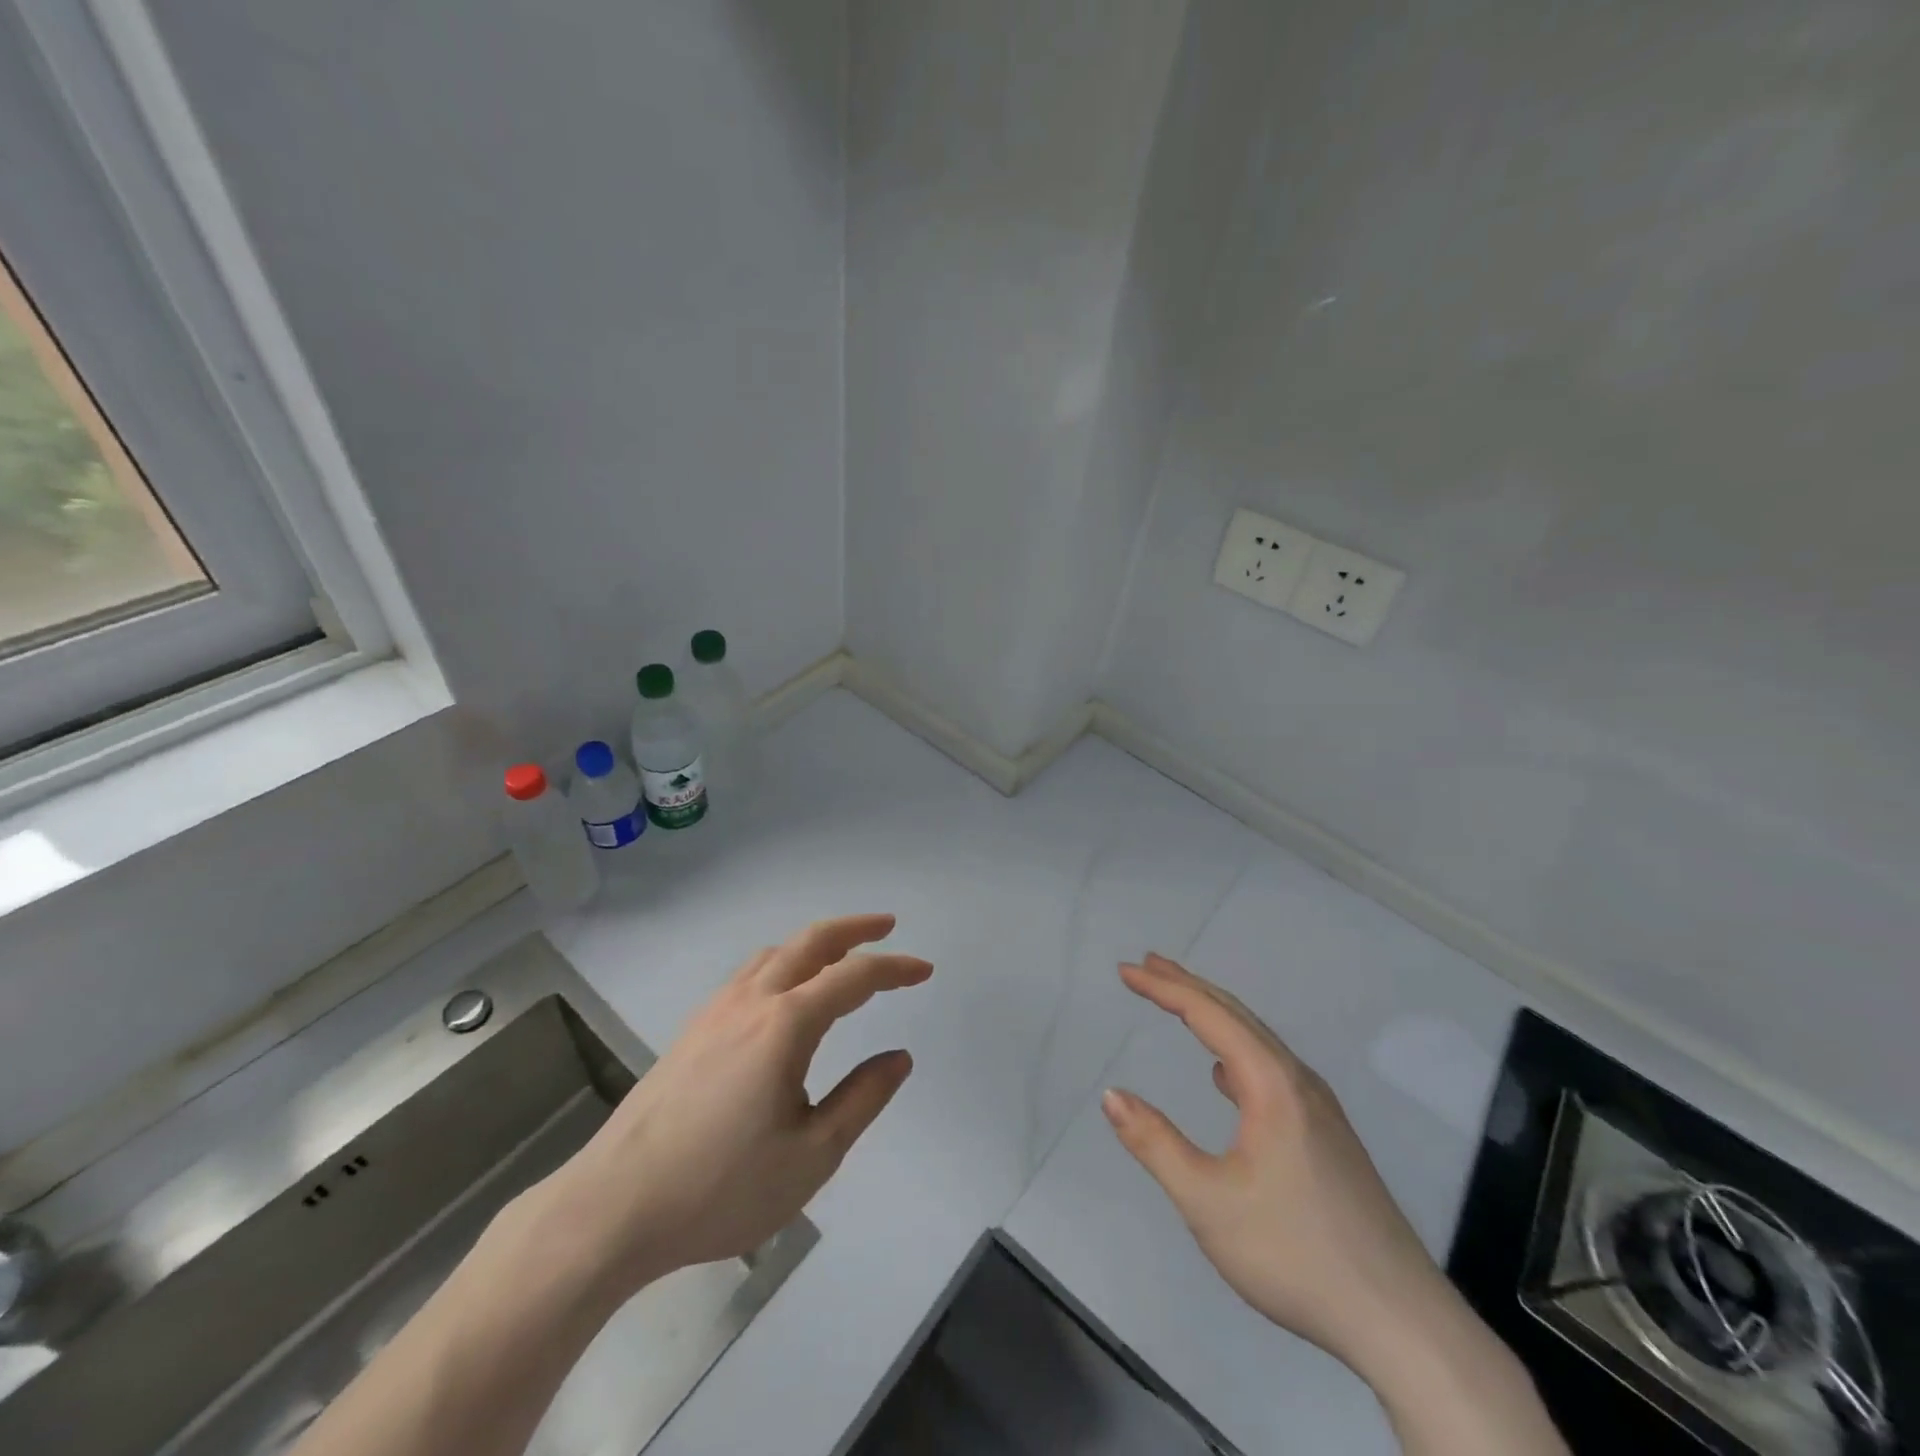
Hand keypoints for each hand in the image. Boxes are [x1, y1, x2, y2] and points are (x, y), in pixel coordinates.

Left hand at [532, 914, 931, 1299]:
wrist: (614, 1207)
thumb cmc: (721, 1188)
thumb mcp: (811, 1156)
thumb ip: (862, 1099)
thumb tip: (898, 1057)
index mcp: (785, 1025)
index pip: (854, 977)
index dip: (895, 968)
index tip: (924, 970)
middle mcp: (751, 1002)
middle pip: (810, 942)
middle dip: (854, 928)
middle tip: (887, 926)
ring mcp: (715, 1011)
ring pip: (774, 953)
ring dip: (815, 942)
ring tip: (841, 953)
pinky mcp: (692, 1030)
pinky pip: (749, 973)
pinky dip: (783, 961)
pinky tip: (783, 990)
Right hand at [1101, 953, 1447, 1374]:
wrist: (1401, 1322)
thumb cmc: (1295, 1253)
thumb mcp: (1208, 1203)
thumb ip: (1155, 1144)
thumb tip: (1112, 1094)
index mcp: (1271, 1084)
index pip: (1208, 1015)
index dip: (1163, 987)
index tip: (1125, 970)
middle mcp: (1298, 1081)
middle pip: (1236, 1015)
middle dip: (1188, 986)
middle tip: (1147, 965)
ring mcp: (1319, 1109)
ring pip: (1257, 1041)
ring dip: (1213, 1015)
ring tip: (1178, 1004)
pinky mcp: (1328, 1136)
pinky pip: (1271, 1069)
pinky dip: (1236, 1050)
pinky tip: (1226, 1077)